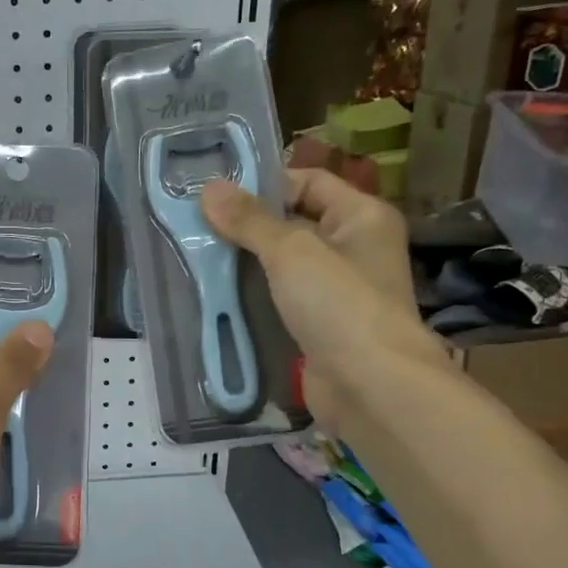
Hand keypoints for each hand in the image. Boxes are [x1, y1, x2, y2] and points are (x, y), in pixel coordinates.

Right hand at [202, 168, 442, 427]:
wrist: (371, 386)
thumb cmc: (339, 304)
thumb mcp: (290, 251)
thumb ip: (249, 220)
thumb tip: (209, 189)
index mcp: (362, 216)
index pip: (309, 181)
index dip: (265, 183)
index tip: (216, 193)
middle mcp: (353, 246)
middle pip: (293, 221)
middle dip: (247, 224)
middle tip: (196, 224)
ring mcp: (337, 289)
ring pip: (283, 263)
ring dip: (246, 261)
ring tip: (198, 255)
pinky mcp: (320, 323)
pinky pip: (281, 298)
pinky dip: (254, 294)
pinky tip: (219, 293)